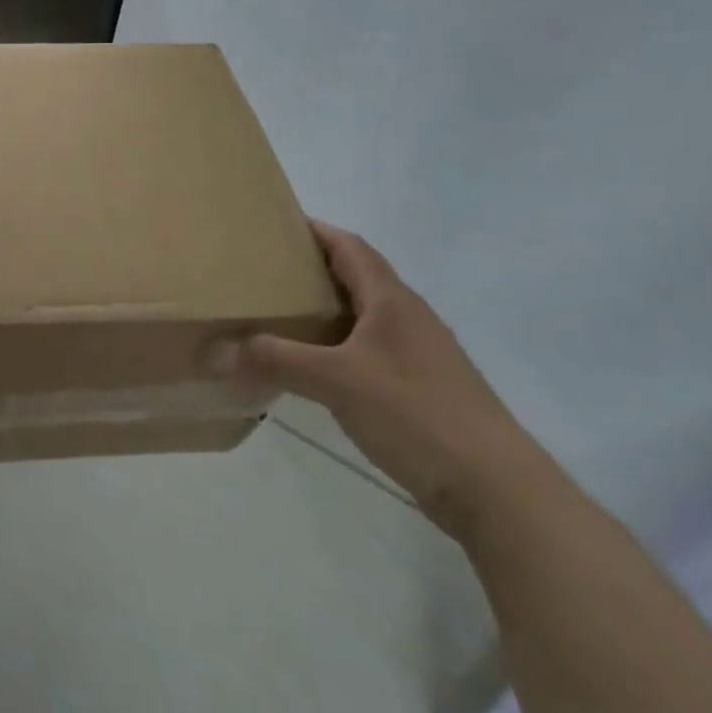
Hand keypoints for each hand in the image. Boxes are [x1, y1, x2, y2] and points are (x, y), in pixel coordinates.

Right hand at [218, 221, 552, 539]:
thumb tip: (216, 350)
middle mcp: (406, 319)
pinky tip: (305, 367)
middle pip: (353, 278)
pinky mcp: (415, 390)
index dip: (315, 230)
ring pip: (358, 318)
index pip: (350, 247)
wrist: (495, 489)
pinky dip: (330, 348)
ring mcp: (415, 356)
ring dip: (319, 311)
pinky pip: (363, 352)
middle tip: (259, 271)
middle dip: (309, 269)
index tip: (272, 222)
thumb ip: (275, 360)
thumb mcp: (336, 381)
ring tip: (272, 314)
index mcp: (393, 302)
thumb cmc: (417, 415)